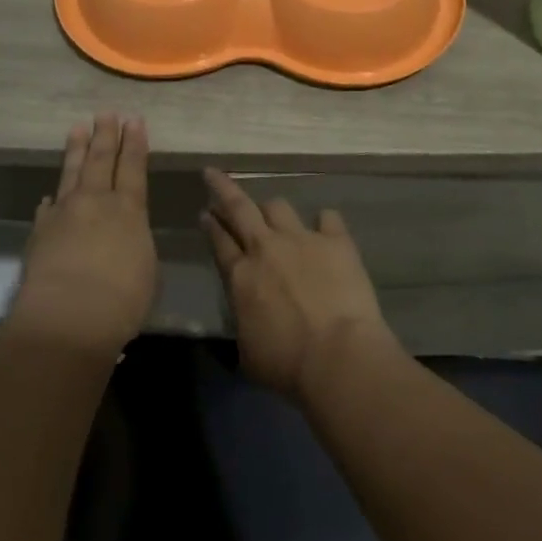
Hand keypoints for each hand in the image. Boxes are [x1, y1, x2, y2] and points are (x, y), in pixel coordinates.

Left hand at [10, 114, 158, 356]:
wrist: (68, 318)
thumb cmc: (122, 300)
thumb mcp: (146, 268)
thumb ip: (135, 242)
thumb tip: (123, 232)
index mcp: (129, 210)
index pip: (133, 167)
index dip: (135, 143)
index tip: (134, 120)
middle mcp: (96, 203)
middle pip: (101, 160)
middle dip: (106, 135)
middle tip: (106, 113)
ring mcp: (64, 214)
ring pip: (72, 173)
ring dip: (77, 150)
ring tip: (78, 128)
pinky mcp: (40, 233)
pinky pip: (48, 208)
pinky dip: (53, 199)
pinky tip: (50, 196)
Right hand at [200, 169, 396, 403]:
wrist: (337, 356)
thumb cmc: (286, 365)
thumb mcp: (247, 353)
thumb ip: (243, 324)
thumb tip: (246, 317)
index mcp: (240, 277)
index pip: (219, 241)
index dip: (210, 225)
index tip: (204, 212)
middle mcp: (266, 249)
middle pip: (239, 208)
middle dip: (223, 188)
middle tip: (213, 175)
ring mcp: (302, 240)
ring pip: (279, 207)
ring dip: (272, 210)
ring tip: (273, 214)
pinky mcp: (336, 241)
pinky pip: (327, 217)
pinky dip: (324, 222)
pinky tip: (325, 227)